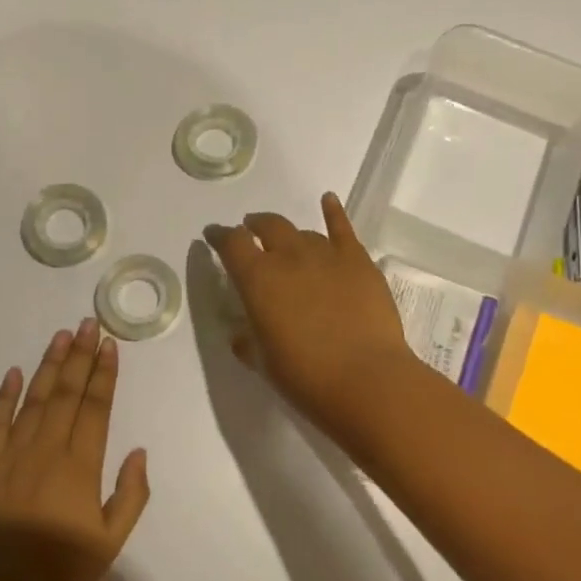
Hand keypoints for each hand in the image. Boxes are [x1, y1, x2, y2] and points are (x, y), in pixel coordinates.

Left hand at [0, 320, 149, 580]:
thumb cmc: (62, 573)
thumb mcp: (112, 541)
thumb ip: (130, 494)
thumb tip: (138, 451)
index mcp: (80, 467)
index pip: (96, 408)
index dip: (104, 374)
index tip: (110, 345)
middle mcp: (46, 451)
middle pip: (67, 394)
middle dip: (80, 357)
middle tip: (88, 324)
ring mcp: (11, 456)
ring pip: (34, 400)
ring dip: (49, 366)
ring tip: (61, 336)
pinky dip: (5, 396)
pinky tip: (14, 372)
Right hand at [206, 193, 416, 433]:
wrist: (366, 379)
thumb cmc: (306, 377)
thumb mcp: (264, 363)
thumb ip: (248, 342)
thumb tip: (243, 334)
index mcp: (257, 280)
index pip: (231, 244)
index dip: (219, 236)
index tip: (213, 236)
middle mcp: (288, 257)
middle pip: (267, 226)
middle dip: (254, 226)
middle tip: (250, 232)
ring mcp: (326, 254)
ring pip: (302, 232)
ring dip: (290, 235)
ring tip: (287, 242)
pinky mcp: (358, 261)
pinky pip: (343, 228)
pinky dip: (333, 212)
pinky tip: (328, 200)